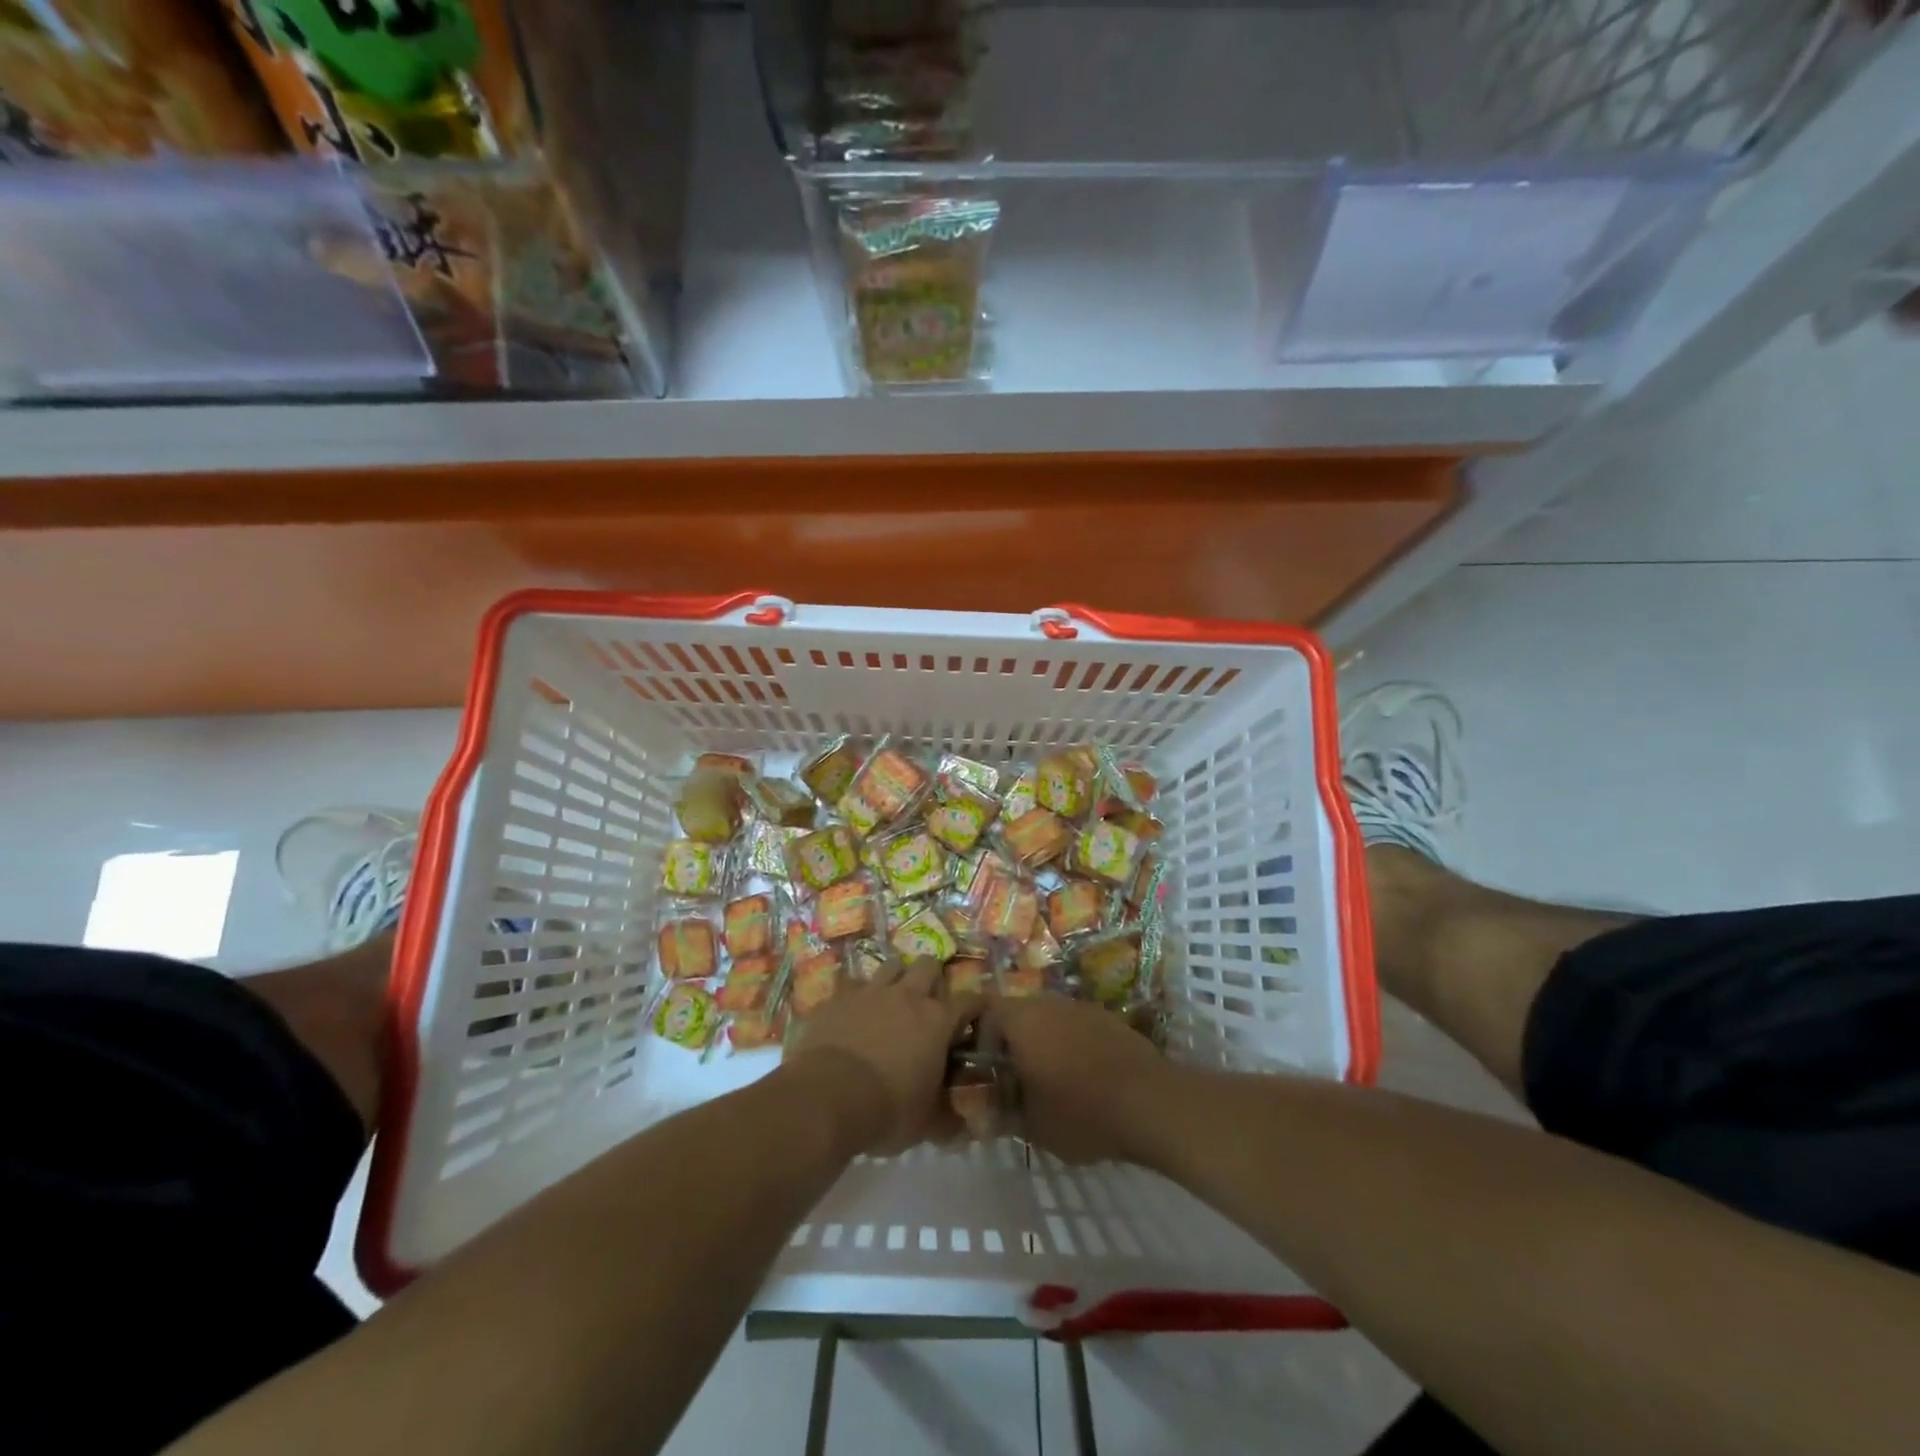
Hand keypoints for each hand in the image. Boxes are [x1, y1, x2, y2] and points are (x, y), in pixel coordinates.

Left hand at [784, 959, 981, 1154]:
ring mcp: (870, 992)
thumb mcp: (926, 1124)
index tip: (979, 1015)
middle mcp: (907, 996)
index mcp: (937, 1020)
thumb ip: (947, 1119)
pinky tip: (854, 1013)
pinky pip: (852, 984)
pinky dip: (857, 995)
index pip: (970, 1000)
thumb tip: (963, 1128)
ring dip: (896, 978)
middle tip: (929, 1002)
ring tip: (892, 1000)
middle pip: (928, 965)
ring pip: (891, 966)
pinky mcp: (837, 998)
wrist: (827, 1097)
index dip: (977, 1006)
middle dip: (932, 978)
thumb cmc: (887, 1110)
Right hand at [988, 994, 1174, 1163]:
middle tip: (1015, 1080)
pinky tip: (1084, 1080)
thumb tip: (985, 1112)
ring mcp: (1082, 1008)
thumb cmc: (1080, 1112)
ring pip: (1050, 1020)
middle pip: (1019, 1015)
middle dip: (1013, 1045)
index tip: (986, 1073)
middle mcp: (1049, 1003)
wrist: (1150, 1102)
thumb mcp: (1032, 1125)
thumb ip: (1003, 1113)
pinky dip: (1073, 1047)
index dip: (980, 1041)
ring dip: (1045, 1045)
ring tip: (1050, 1083)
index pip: (986, 1014)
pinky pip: (1078, 1028)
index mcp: (1021, 1020)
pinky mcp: (1110, 1019)